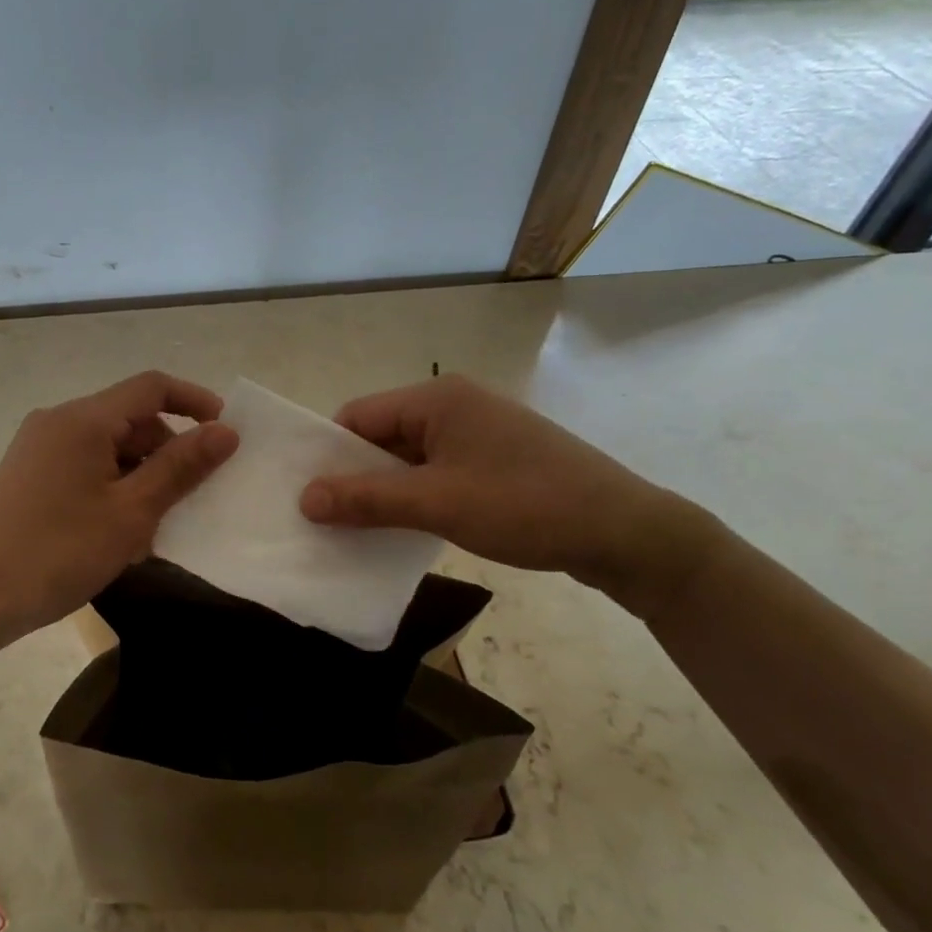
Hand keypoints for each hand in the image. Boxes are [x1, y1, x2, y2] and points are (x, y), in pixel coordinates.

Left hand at [0, 371, 238, 637]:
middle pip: (129, 417)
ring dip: (140, 472)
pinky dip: (112, 483)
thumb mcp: (132, 512)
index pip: (151, 387)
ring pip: (107, 444)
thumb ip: (181, 466)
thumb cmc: (60, 552)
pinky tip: (118, 526)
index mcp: (83, 419)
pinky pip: (84, 463)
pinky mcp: (27, 472)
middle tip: (190, 495)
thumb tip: (226, 431)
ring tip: (154, 522)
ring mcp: (37, 446)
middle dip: (167, 448)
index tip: (225, 431)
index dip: (193, 400)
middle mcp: (57, 420)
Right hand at [298, 374, 712, 599]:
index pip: (359, 416)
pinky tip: (407, 528)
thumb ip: (367, 499)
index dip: (330, 454)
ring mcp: (479, 432)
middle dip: (356, 475)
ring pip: (410, 457)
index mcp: (438, 398)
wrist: (626, 532)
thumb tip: (304, 498)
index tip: (309, 497)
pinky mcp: (496, 459)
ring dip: (387, 490)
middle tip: (328, 520)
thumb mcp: (437, 504)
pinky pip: (438, 471)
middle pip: (383, 435)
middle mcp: (455, 404)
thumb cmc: (524, 505)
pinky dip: (418, 496)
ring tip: (362, 530)